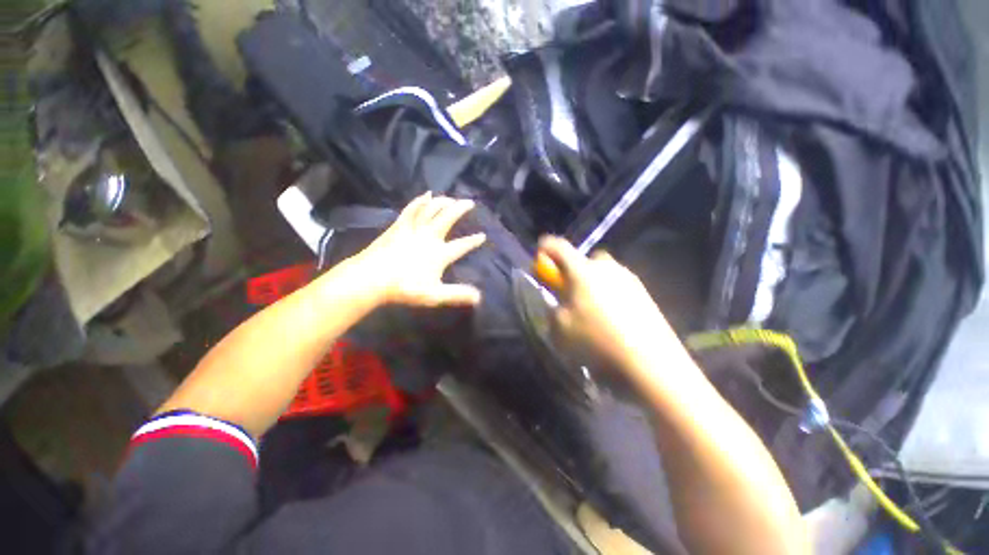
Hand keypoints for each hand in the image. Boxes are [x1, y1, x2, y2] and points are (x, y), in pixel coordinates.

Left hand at [352, 193, 485, 306]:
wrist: (372, 278)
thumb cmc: (404, 288)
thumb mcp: (434, 295)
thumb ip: (457, 294)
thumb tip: (479, 297)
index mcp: (440, 254)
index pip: (462, 245)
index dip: (473, 241)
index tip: (483, 235)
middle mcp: (429, 237)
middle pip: (448, 218)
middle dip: (461, 208)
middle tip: (470, 202)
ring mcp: (414, 229)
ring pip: (431, 210)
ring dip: (443, 202)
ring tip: (451, 198)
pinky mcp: (399, 226)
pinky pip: (412, 209)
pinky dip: (420, 201)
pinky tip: (426, 195)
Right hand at [538, 236, 684, 371]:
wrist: (650, 362)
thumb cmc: (596, 341)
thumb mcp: (560, 328)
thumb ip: (553, 309)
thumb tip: (559, 303)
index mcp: (583, 271)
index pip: (559, 247)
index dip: (545, 248)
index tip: (539, 257)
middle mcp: (607, 268)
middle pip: (585, 259)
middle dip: (573, 270)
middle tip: (569, 291)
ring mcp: (629, 279)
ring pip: (603, 273)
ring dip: (593, 283)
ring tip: (591, 310)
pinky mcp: (644, 293)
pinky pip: (618, 286)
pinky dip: (609, 295)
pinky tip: (611, 319)